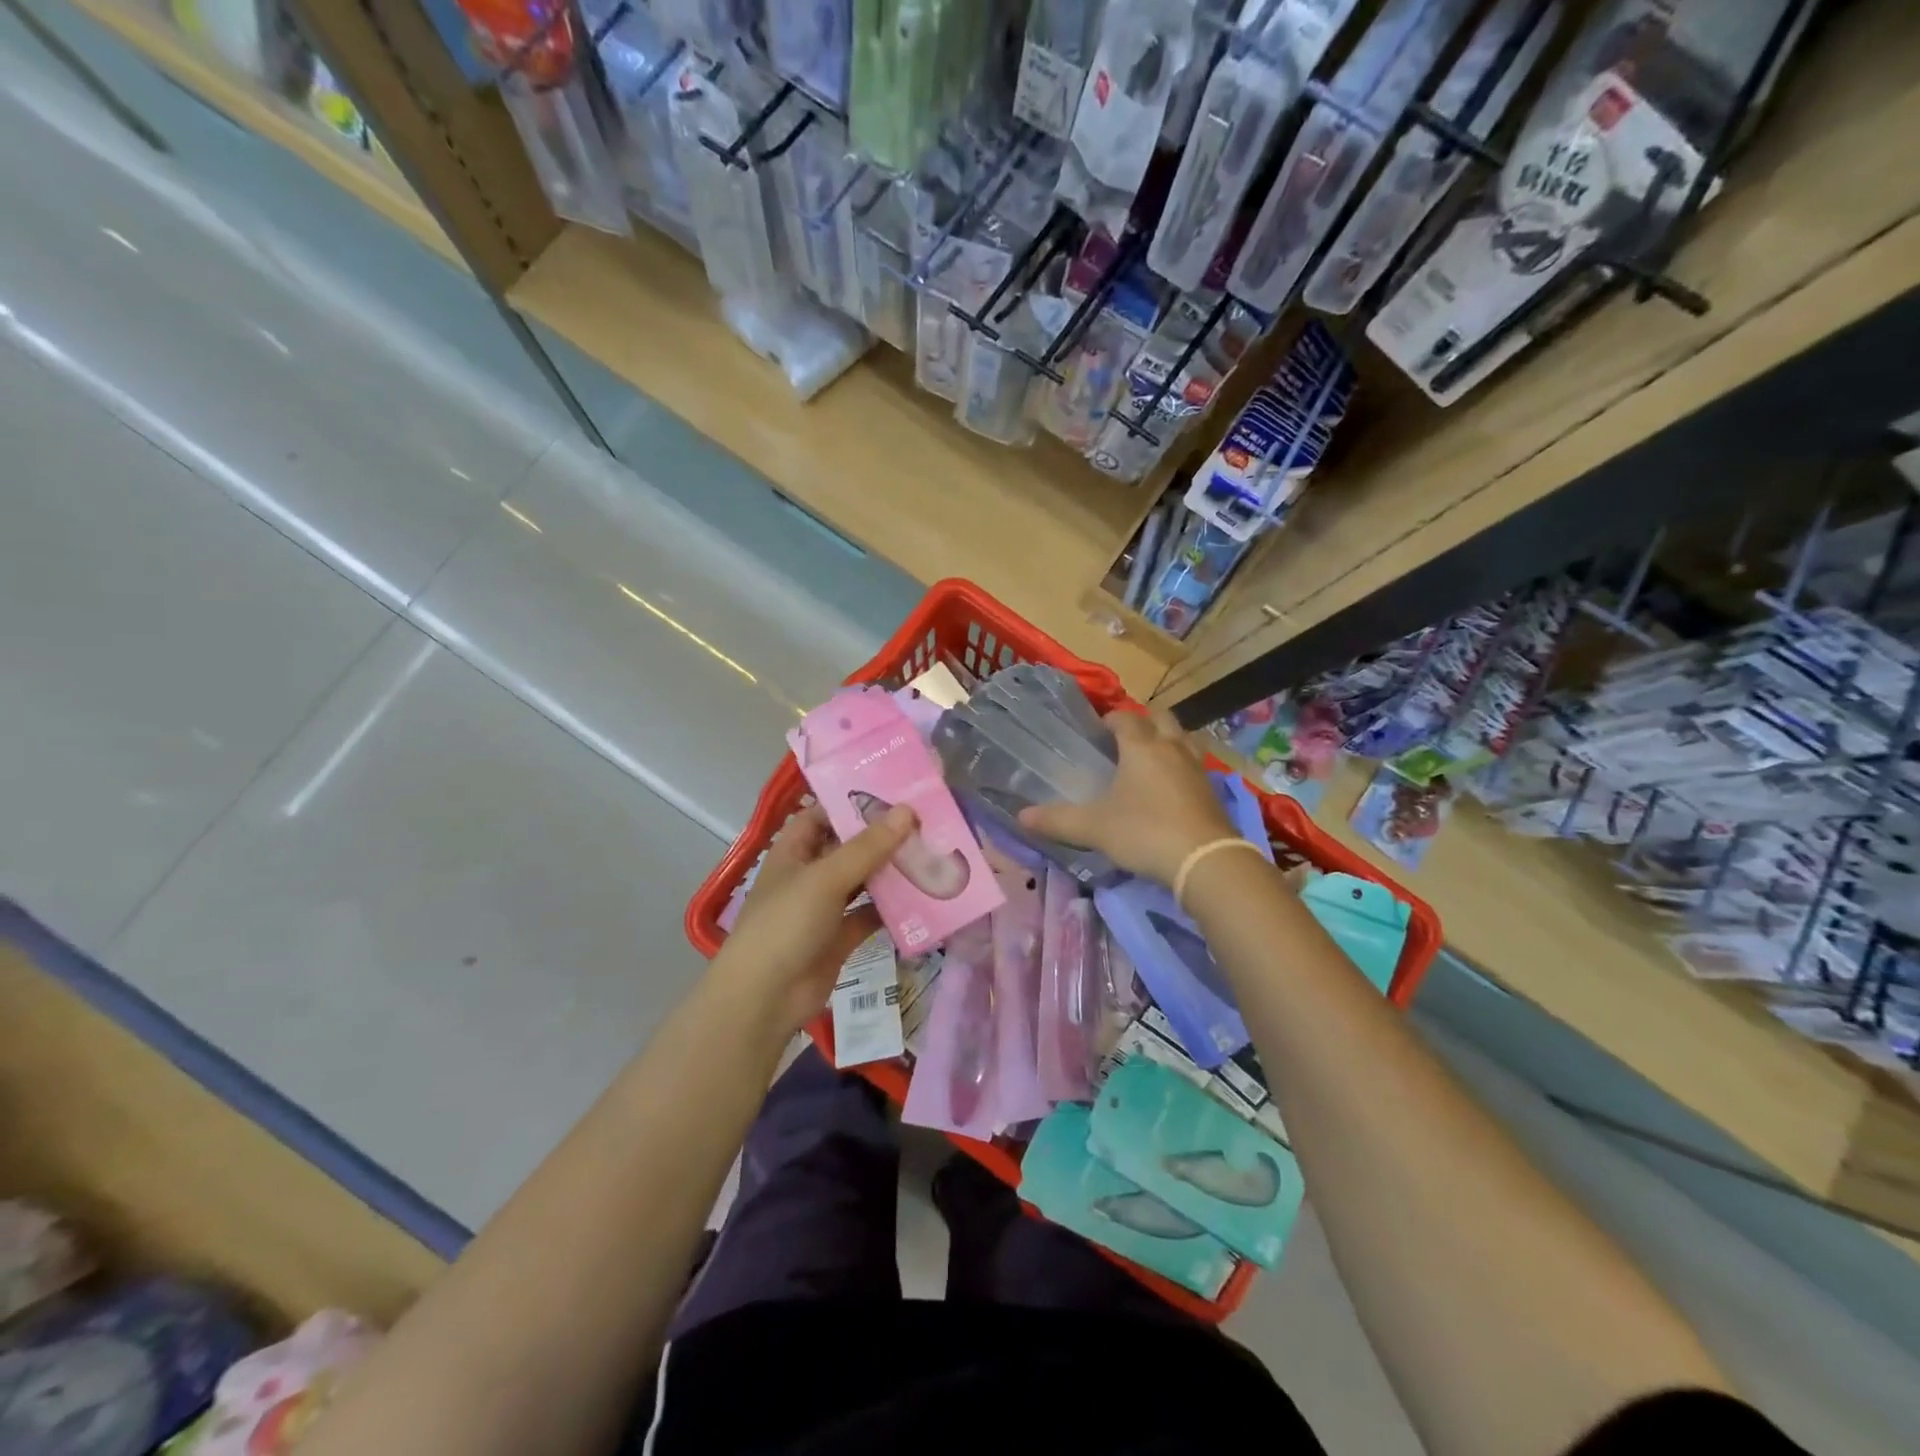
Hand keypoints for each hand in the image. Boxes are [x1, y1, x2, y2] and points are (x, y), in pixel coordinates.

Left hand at [709, 802, 915, 1038]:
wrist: (764, 998)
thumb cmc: (785, 924)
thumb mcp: (825, 878)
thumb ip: (867, 847)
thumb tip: (906, 811)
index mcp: (794, 851)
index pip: (823, 814)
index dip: (853, 801)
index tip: (895, 792)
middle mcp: (810, 874)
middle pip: (849, 847)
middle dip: (883, 837)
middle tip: (926, 821)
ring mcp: (825, 907)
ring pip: (864, 880)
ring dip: (892, 871)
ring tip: (933, 852)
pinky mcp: (840, 936)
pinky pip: (871, 915)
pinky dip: (893, 909)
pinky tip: (925, 898)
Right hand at [1018, 709, 1234, 886]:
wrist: (1205, 860)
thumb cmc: (1144, 832)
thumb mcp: (1094, 828)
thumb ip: (1057, 820)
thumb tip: (1020, 815)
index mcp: (1141, 747)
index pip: (1125, 719)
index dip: (1110, 720)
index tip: (1098, 731)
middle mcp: (1171, 748)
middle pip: (1161, 718)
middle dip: (1144, 722)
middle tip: (1126, 741)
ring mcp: (1197, 768)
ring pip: (1184, 738)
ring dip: (1168, 740)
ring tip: (1151, 760)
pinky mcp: (1213, 791)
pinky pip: (1196, 765)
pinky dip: (1183, 767)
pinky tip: (1172, 789)